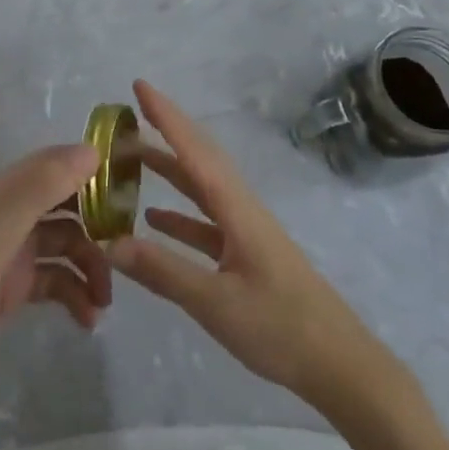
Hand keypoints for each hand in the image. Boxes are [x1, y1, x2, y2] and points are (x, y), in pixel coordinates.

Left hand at [0, 144, 112, 382]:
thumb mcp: (4, 221)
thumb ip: (46, 185)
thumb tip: (93, 150)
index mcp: (15, 187)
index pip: (63, 164)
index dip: (96, 168)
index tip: (133, 182)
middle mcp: (21, 212)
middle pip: (73, 208)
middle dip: (101, 226)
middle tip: (128, 251)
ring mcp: (19, 249)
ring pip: (69, 248)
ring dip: (91, 269)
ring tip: (105, 300)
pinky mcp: (17, 285)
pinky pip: (57, 283)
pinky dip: (75, 297)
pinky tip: (88, 319)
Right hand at [107, 81, 382, 406]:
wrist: (339, 364)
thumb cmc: (280, 327)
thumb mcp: (215, 303)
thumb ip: (163, 271)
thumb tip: (109, 242)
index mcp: (235, 207)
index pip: (193, 150)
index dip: (165, 116)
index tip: (138, 85)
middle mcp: (240, 207)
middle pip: (199, 157)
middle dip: (165, 131)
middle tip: (129, 113)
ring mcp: (244, 230)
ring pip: (200, 187)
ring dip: (169, 168)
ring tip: (131, 158)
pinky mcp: (246, 254)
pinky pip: (205, 220)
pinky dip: (178, 213)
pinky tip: (153, 219)